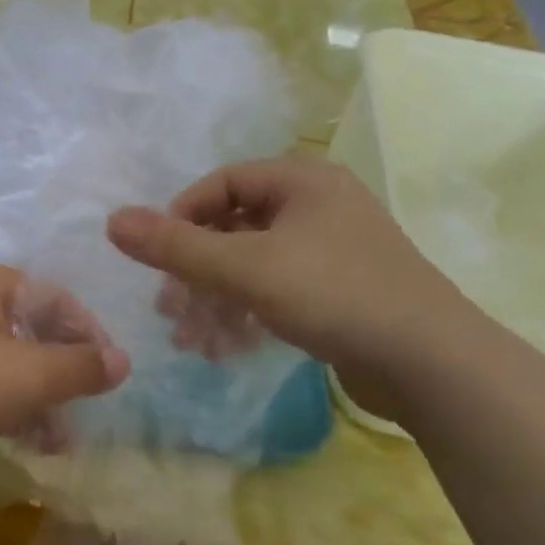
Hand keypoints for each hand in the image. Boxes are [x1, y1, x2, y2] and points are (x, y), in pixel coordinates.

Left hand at [0, 262, 129, 488]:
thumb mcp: (28, 374)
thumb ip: (81, 367)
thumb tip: (122, 362)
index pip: (56, 298)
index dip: (90, 336)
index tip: (110, 377)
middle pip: (31, 330)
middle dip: (62, 374)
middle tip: (85, 411)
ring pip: (6, 362)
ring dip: (37, 398)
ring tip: (60, 440)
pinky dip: (6, 407)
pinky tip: (26, 441)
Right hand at [106, 156, 471, 418]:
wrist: (432, 363)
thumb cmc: (334, 295)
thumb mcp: (244, 268)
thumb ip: (175, 246)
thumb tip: (112, 221)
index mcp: (303, 181)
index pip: (222, 183)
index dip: (182, 216)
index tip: (159, 258)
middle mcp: (319, 206)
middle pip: (234, 227)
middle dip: (195, 270)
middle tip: (169, 308)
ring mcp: (333, 251)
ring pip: (253, 265)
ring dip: (215, 300)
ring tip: (190, 340)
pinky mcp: (340, 292)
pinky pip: (277, 291)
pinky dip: (247, 314)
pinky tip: (225, 348)